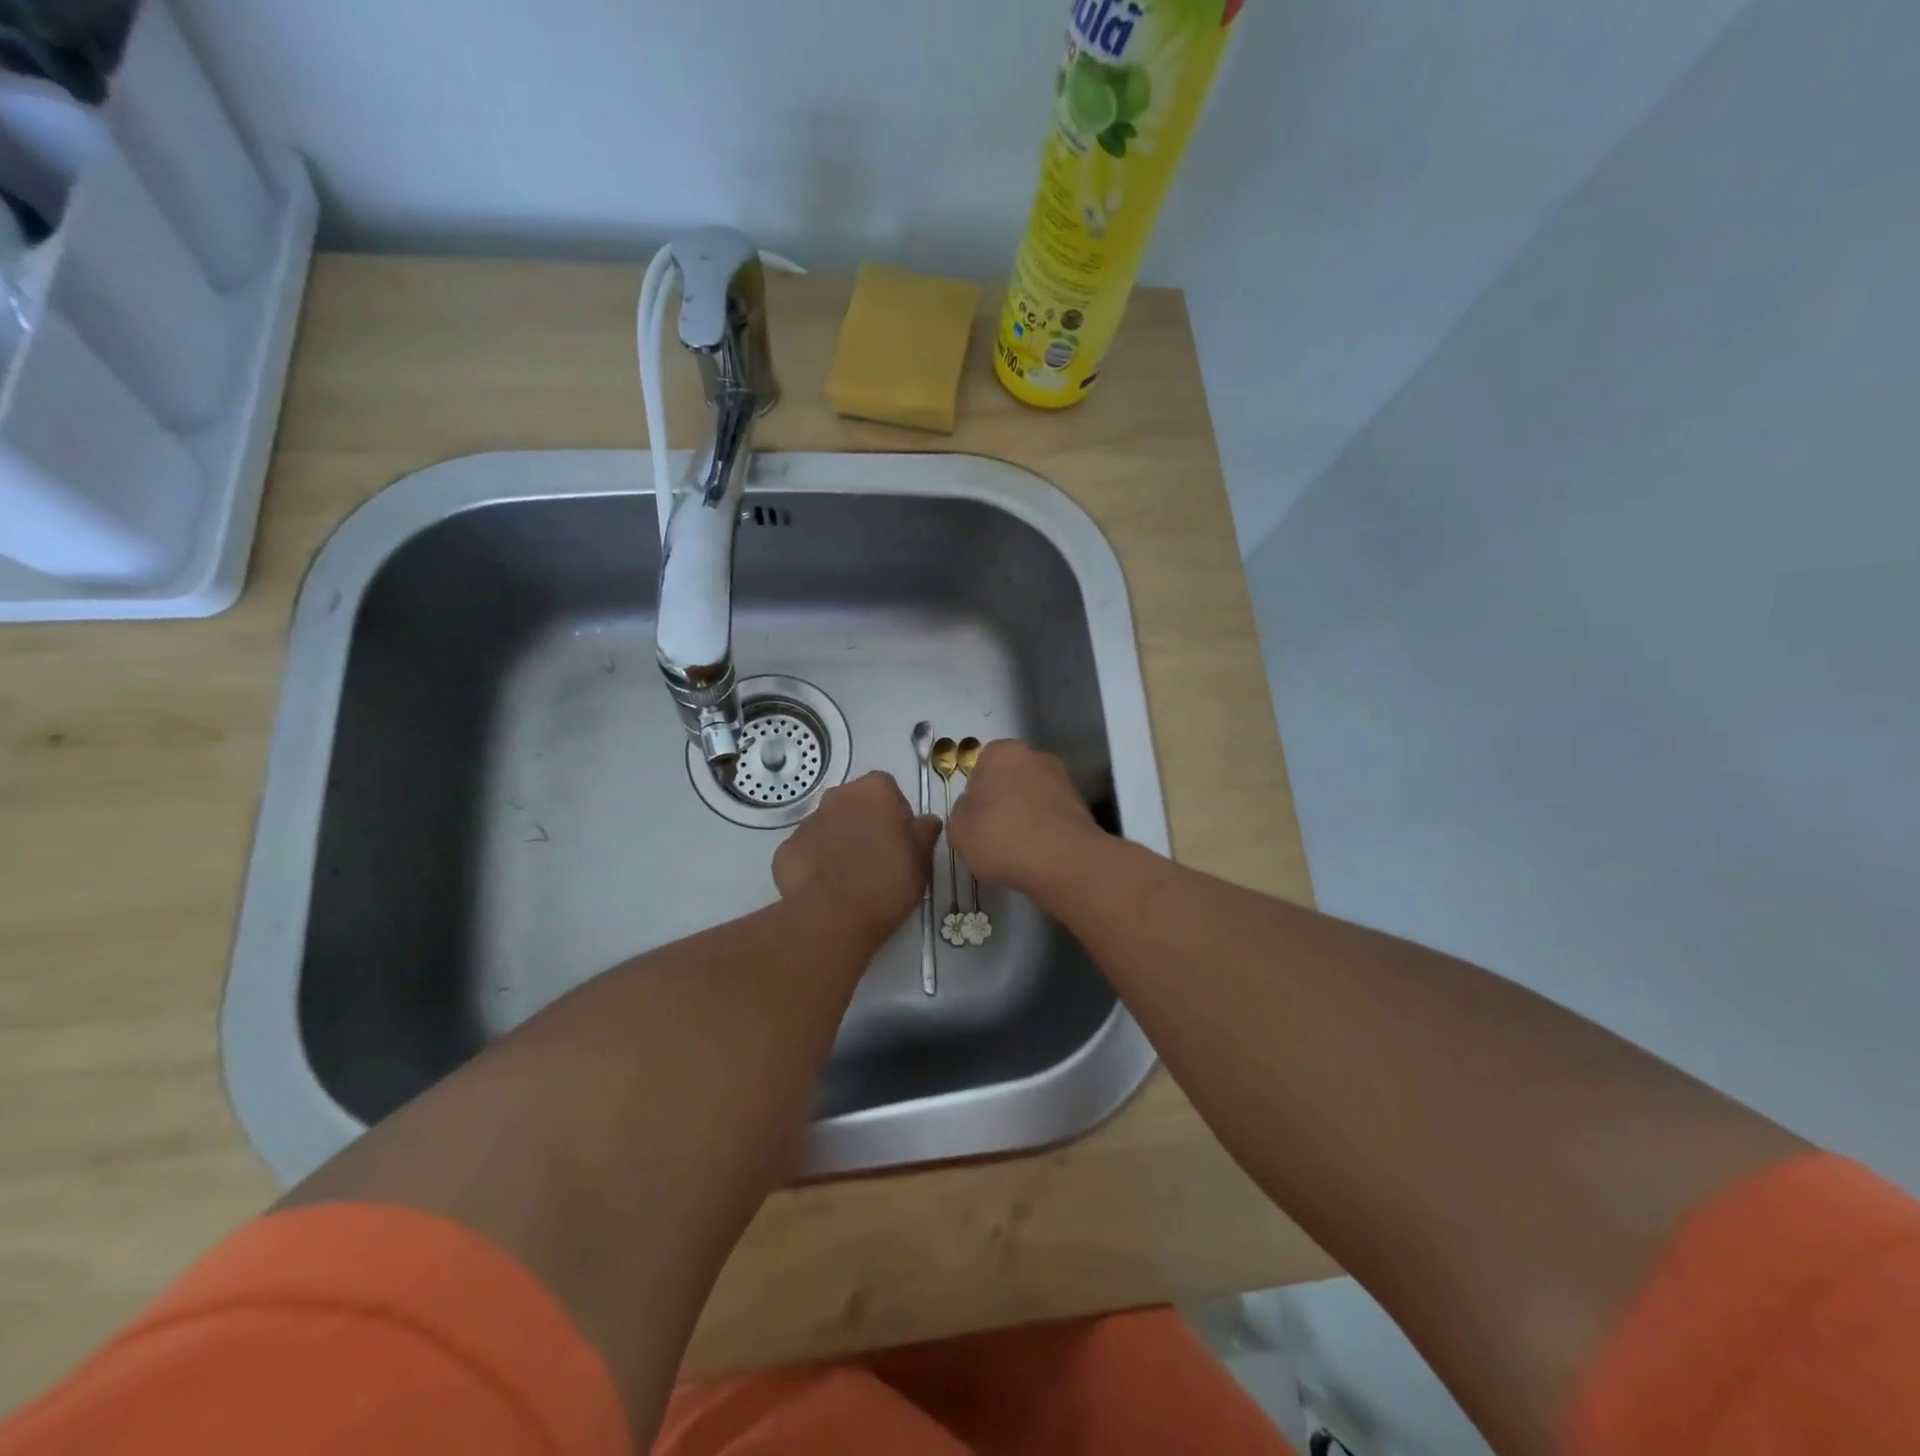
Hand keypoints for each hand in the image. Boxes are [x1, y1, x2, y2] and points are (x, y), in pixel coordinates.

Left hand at [773, 771, 941, 944]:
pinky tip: (826, 889)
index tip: (901, 841)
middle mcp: (837, 795)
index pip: (888, 790)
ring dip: (839, 842)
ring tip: (851, 878)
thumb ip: (925, 832)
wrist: (834, 916)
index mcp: (874, 789)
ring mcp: (807, 822)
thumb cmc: (889, 879)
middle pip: (855, 804)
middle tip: (878, 859)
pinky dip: (816, 864)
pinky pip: (807, 852)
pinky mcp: (785, 850)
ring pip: (829, 827)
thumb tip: (926, 821)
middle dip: (865, 824)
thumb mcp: (922, 858)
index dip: (896, 815)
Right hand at [946, 740, 1099, 896]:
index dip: (975, 794)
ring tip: (1018, 848)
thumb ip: (961, 813)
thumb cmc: (1002, 837)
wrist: (1063, 861)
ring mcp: (1063, 780)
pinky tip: (1039, 853)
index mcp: (1002, 752)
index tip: (974, 820)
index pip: (980, 767)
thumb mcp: (959, 830)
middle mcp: (1036, 756)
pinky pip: (1052, 815)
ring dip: (1026, 815)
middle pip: (1009, 778)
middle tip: (993, 833)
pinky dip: (1045, 829)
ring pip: (1033, 797)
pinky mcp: (1082, 805)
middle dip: (1002, 801)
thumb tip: (973, 809)